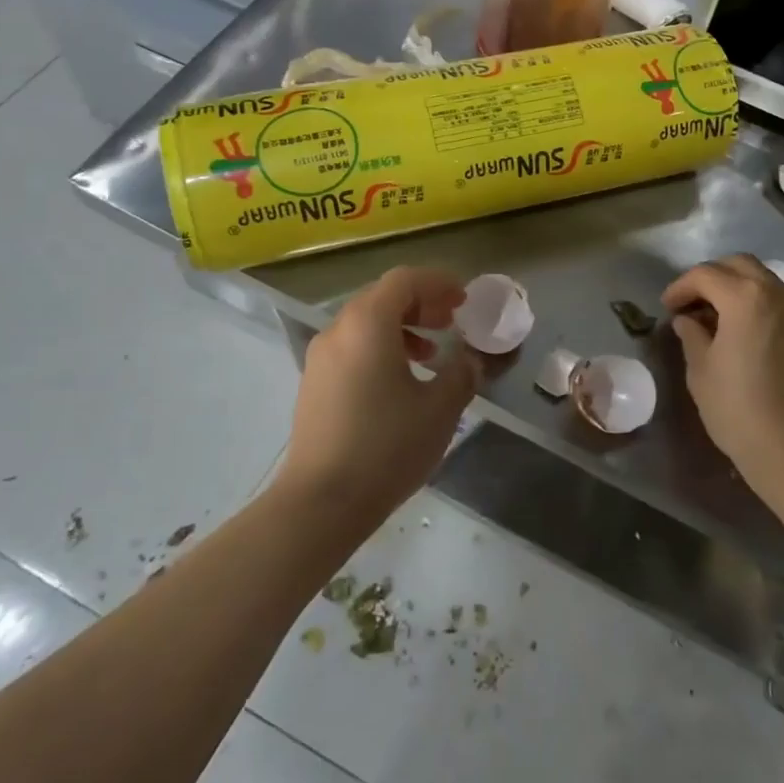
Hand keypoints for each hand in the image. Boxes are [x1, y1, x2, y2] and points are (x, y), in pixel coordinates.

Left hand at [275, 266, 479, 518]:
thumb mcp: (440, 409)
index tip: (463, 299)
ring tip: (431, 352)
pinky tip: (401, 380)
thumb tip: (469, 360)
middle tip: (451, 320)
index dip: (438, 282)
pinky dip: (380, 347)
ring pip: (365, 322)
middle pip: (382, 296)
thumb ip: (461, 374)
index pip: (404, 280)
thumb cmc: (386, 447)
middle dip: (421, 302)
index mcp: (368, 324)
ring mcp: (320, 358)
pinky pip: (352, 346)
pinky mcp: (314, 383)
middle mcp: (338, 330)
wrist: (321, 502)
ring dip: (402, 326)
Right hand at [662, 254, 783, 491]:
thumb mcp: (701, 369)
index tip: (666, 307)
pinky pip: (778, 299)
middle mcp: (777, 292)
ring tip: (713, 314)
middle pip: (738, 265)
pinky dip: (756, 301)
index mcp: (745, 297)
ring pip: (762, 279)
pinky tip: (740, 328)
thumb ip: (692, 334)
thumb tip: (687, 320)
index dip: (680, 287)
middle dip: (710, 277)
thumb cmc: (737, 407)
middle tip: (689, 302)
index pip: (705, 275)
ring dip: (735, 287)